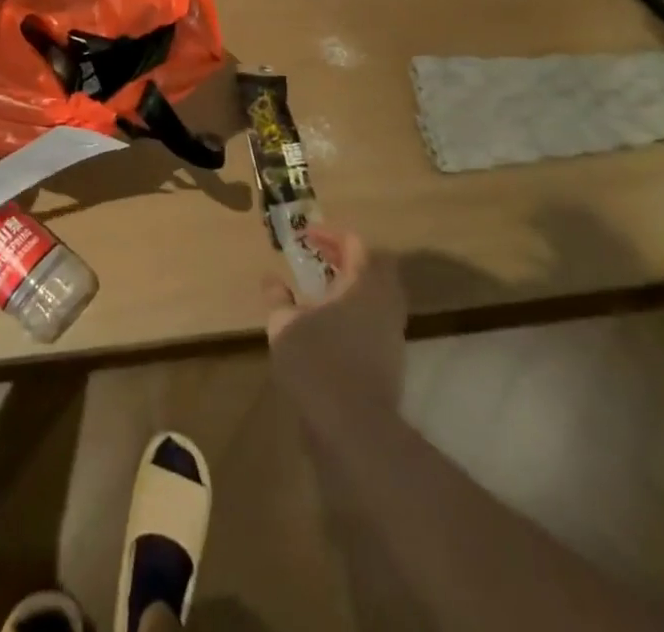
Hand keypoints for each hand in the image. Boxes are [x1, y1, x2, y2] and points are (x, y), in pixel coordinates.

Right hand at [264, 226, 406, 411]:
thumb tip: (271, 279)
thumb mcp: (284, 325)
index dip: (329, 234)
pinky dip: (358, 309)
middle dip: (347, 256)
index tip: (305, 237)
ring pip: (379, 294)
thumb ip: (278, 298)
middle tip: (320, 257)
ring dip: (354, 284)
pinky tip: (332, 322)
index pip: (354, 243)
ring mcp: (392, 332)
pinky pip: (378, 318)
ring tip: (323, 289)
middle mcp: (383, 302)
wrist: (356, 429)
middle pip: (375, 265)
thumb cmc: (317, 364)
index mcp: (362, 284)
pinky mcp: (392, 359)